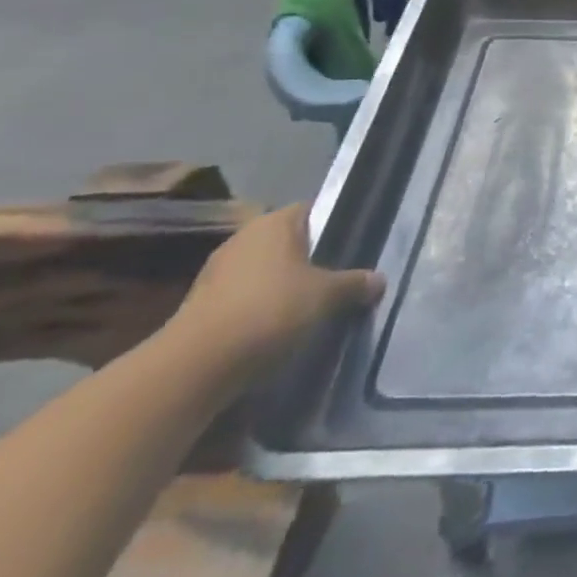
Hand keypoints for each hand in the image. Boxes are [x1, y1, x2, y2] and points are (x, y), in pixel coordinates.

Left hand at [172, 204, 384, 385]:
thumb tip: (379, 279)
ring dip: (284, 287)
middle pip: (288, 243)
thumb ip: (355, 284)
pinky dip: (262, 309)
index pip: (311, 211)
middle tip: (338, 280)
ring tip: (312, 308)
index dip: (333, 226)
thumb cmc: (270, 310)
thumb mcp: (327, 296)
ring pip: (265, 272)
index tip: (352, 247)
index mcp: (273, 223)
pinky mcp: (202, 306)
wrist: (197, 365)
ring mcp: (217, 273)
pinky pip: (245, 298)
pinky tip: (279, 330)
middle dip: (311, 260)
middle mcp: (243, 239)